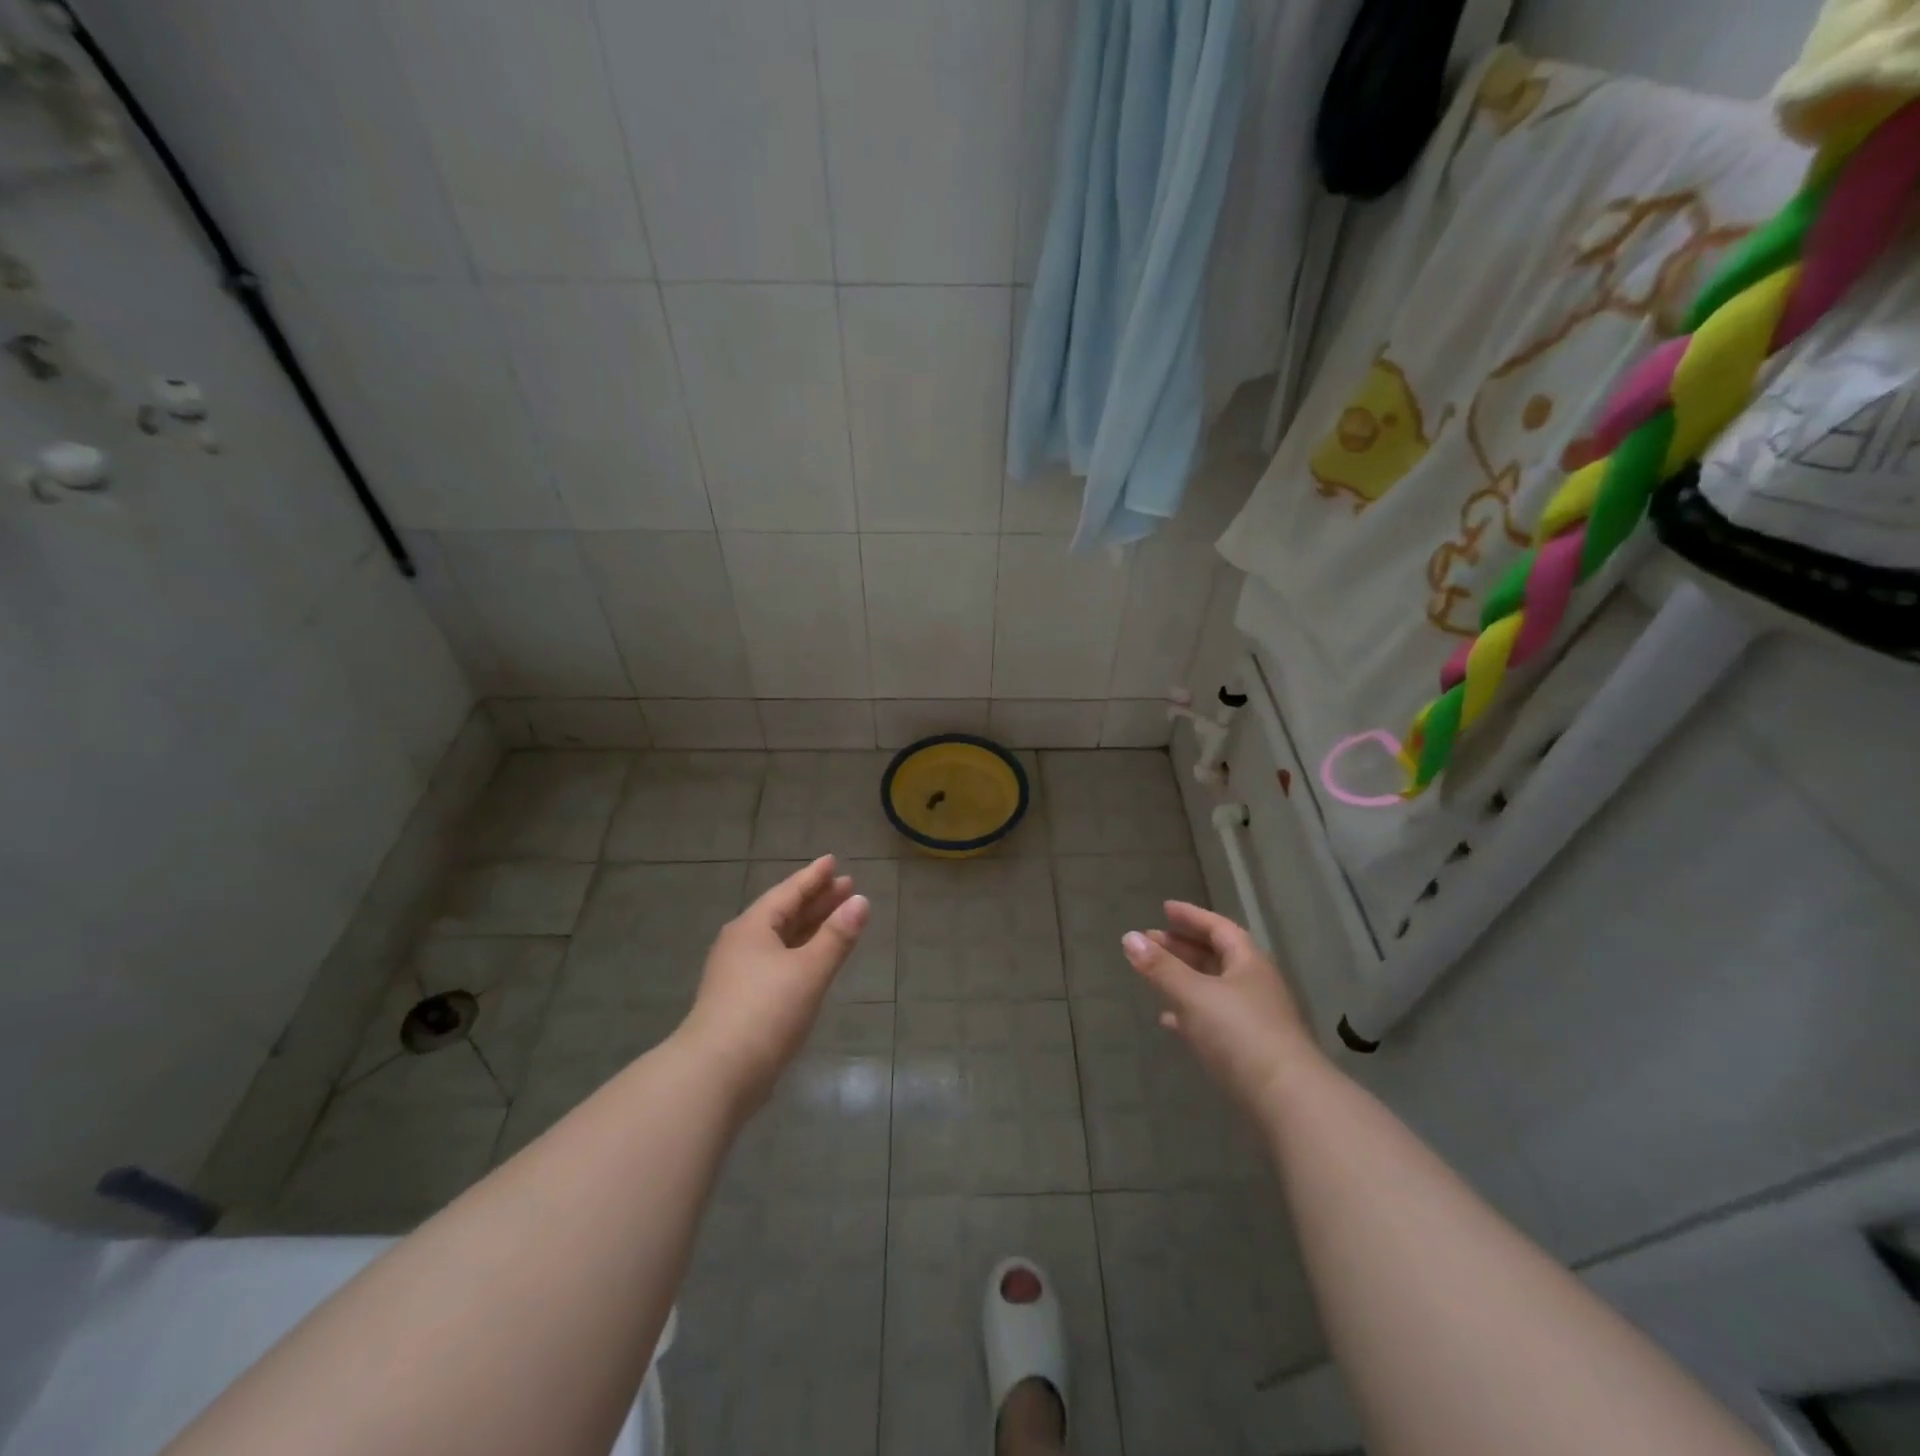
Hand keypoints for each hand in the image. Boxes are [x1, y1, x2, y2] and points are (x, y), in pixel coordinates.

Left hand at [676, 855, 869, 1114]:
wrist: (715, 1075)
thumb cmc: (764, 1012)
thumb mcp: (808, 970)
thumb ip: (837, 936)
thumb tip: (861, 901)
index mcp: (753, 927)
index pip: (789, 892)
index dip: (814, 877)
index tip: (833, 861)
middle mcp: (742, 944)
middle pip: (785, 913)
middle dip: (817, 900)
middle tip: (847, 886)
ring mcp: (739, 974)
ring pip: (782, 939)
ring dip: (811, 927)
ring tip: (839, 917)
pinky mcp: (742, 1001)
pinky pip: (778, 961)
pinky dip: (801, 952)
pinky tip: (814, 960)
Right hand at [1121, 901, 1321, 1116]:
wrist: (1288, 1102)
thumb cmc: (1240, 1035)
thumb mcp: (1194, 995)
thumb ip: (1161, 967)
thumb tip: (1130, 937)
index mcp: (1248, 963)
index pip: (1219, 928)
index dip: (1191, 916)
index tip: (1164, 908)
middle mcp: (1255, 985)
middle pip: (1216, 956)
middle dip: (1182, 947)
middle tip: (1151, 941)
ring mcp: (1254, 1019)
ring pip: (1213, 988)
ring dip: (1184, 979)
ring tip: (1153, 975)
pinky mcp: (1249, 1050)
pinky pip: (1213, 1019)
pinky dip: (1190, 1013)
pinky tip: (1169, 1021)